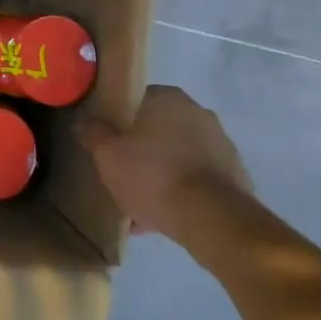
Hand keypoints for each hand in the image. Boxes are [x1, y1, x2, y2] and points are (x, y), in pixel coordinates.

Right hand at [80, 85, 251, 240]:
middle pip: (158, 129)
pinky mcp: (235, 177)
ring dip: (161, 174)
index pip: (135, 99)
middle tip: (121, 172)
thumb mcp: (107, 154)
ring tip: (138, 204)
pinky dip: (181, 193)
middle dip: (141, 150)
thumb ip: (93, 133)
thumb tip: (84, 121)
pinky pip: (196, 180)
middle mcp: (198, 113)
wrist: (213, 221)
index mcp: (168, 98)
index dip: (117, 120)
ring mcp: (222, 145)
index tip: (107, 141)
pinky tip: (161, 218)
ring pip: (178, 156)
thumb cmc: (154, 175)